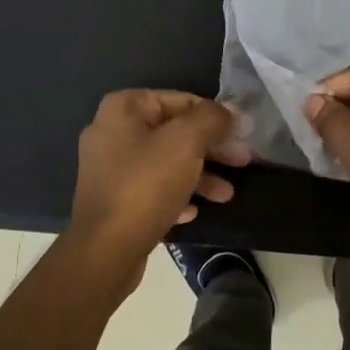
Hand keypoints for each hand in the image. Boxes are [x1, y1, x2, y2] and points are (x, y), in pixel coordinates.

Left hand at [67, 90, 249, 288]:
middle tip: (243, 161)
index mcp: (123, 108)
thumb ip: (211, 119)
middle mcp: (111, 132)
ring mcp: (109, 168)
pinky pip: (152, 189)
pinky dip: (176, 196)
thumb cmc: (146, 185)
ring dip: (199, 175)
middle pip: (173, 132)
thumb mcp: (186, 142)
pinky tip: (194, 212)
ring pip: (165, 162)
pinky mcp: (113, 200)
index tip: (242, 133)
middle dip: (211, 148)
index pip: (179, 99)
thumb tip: (228, 112)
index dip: (215, 115)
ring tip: (227, 195)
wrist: (105, 250)